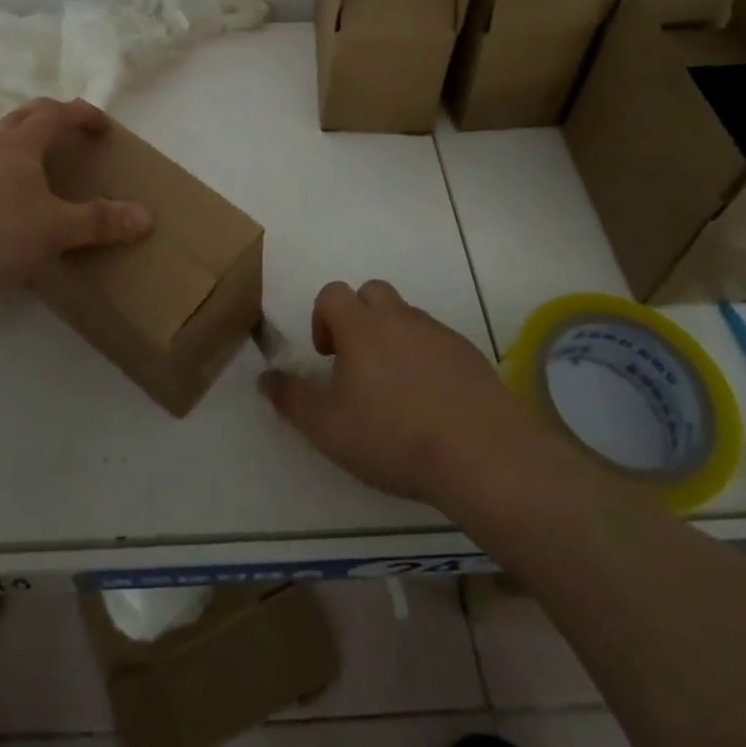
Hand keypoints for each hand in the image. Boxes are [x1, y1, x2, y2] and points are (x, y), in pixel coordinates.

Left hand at [0, 98, 151, 297]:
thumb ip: (98, 222)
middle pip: (21, 118)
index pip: (55, 112)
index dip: (82, 114)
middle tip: (73, 137)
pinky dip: (4, 181)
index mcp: (17, 146)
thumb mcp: (54, 230)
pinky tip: (9, 214)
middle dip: (51, 120)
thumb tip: (146, 217)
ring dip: (24, 150)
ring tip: (43, 176)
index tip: (105, 126)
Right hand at [259, 280, 540, 506]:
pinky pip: (437, 342)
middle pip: (373, 293)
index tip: (326, 357)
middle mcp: (400, 318)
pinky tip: (429, 402)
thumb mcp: (327, 427)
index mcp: (362, 327)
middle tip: (357, 363)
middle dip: (359, 318)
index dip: (322, 318)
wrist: (480, 453)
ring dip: (393, 339)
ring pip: (406, 317)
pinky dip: (426, 359)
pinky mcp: (469, 355)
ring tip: (394, 389)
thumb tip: (264, 377)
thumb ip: (291, 398)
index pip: (333, 294)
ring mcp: (439, 334)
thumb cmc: (392, 435)